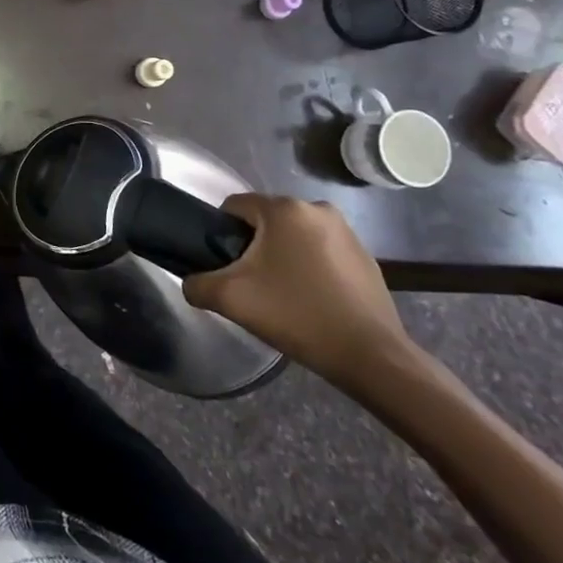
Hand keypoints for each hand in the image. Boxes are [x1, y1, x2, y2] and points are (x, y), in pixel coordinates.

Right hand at [182, 194, 410, 392]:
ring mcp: (346, 231)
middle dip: (254, 246)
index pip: (234, 205)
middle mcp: (316, 208)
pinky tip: (312, 300)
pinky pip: (322, 251)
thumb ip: (197, 284)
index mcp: (284, 209)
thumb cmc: (297, 316)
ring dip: (283, 255)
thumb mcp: (231, 299)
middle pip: (266, 220)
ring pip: (294, 235)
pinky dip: (311, 267)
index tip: (226, 265)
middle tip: (252, 284)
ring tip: (283, 294)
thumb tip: (190, 282)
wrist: (371, 357)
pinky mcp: (366, 256)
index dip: (222, 232)